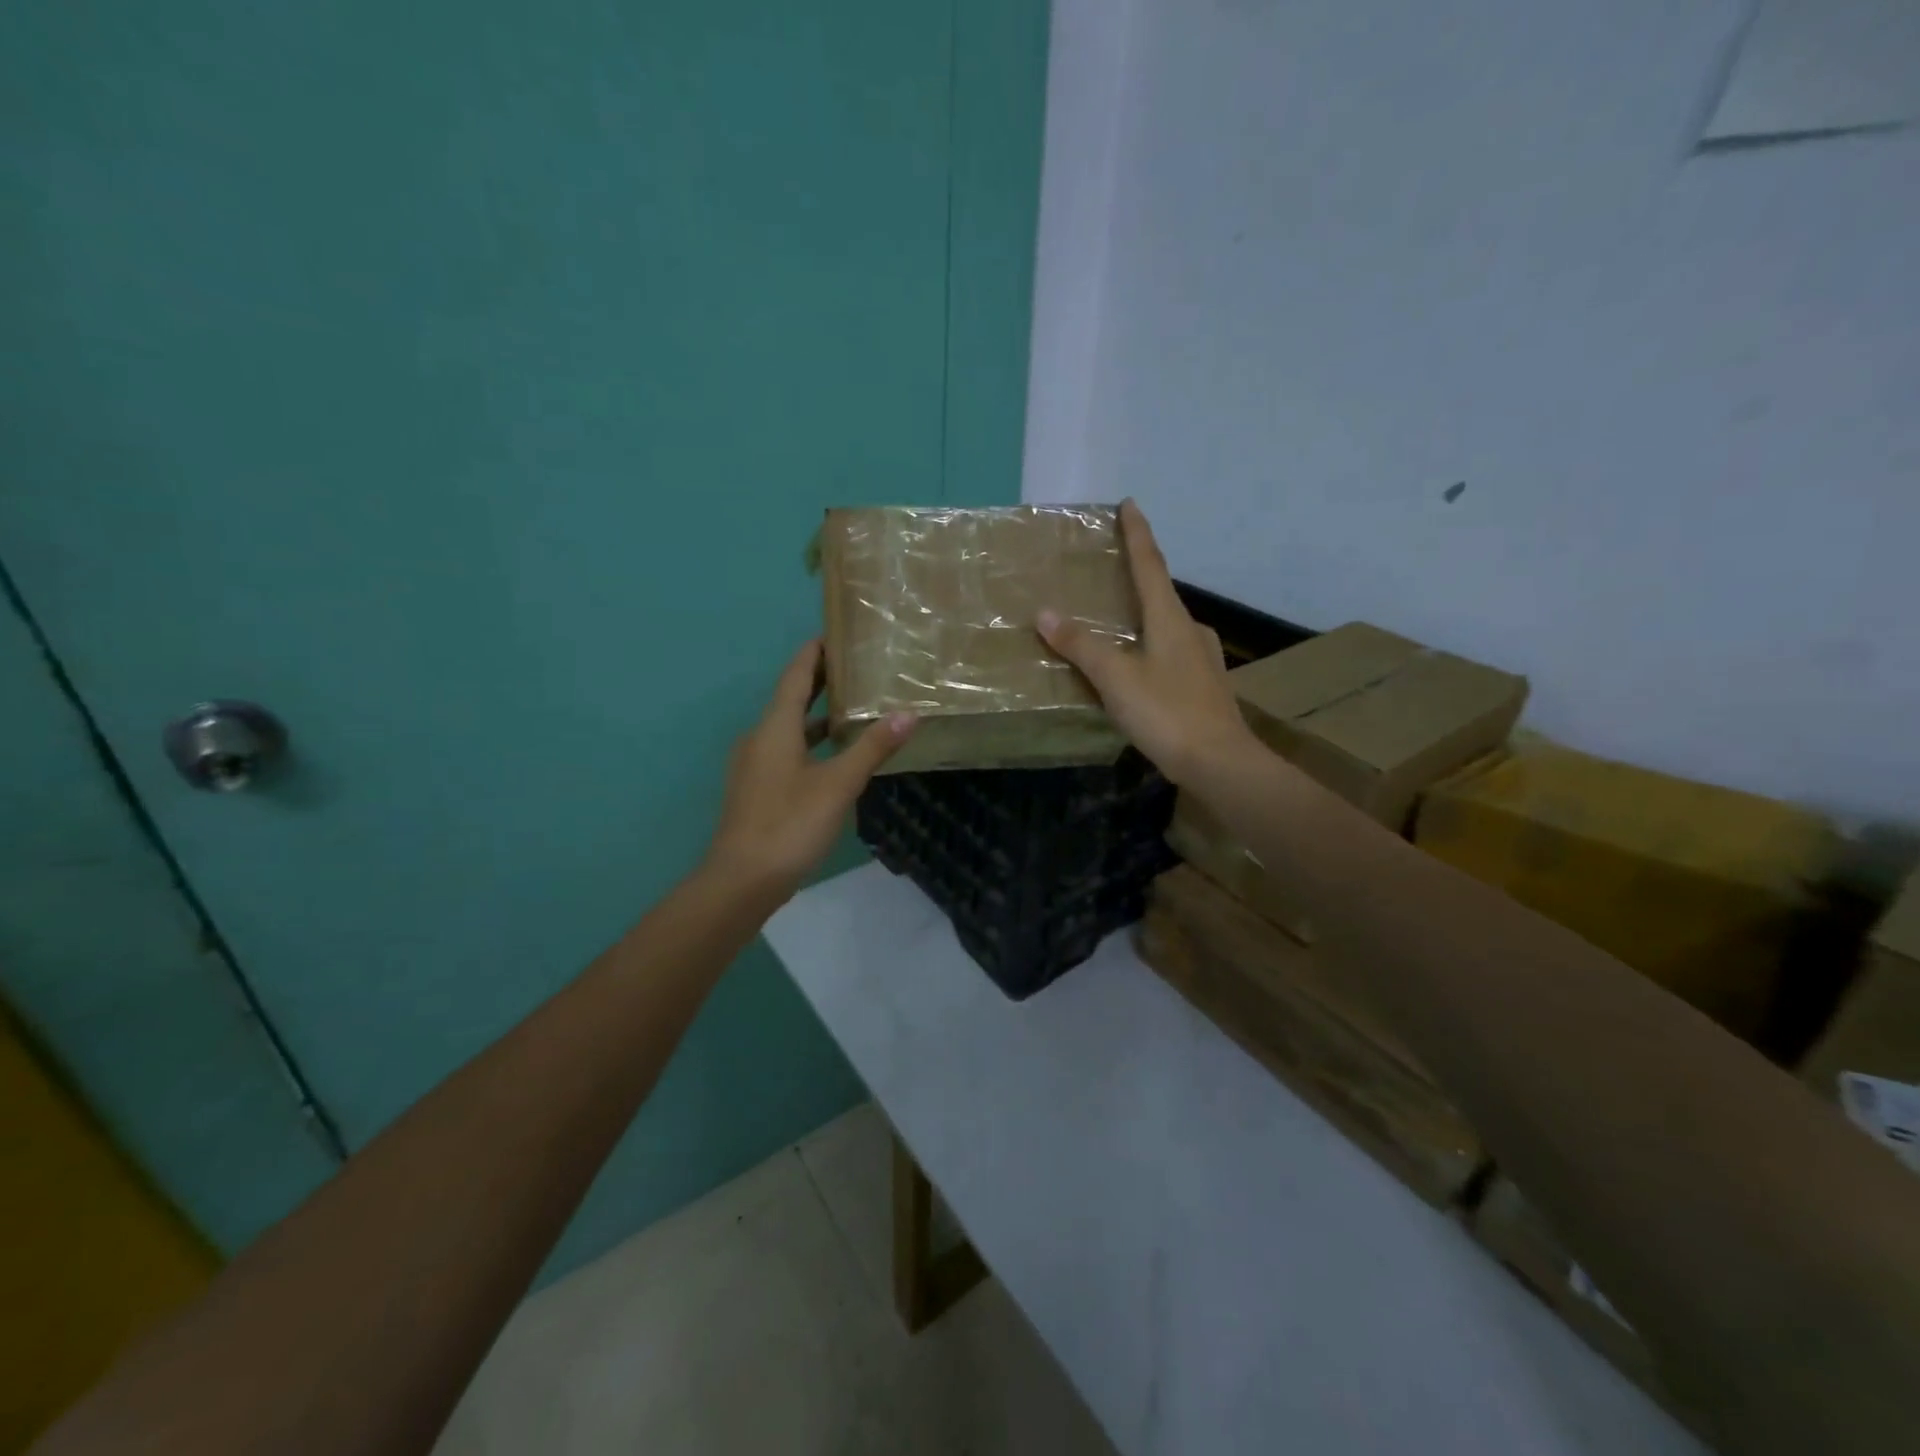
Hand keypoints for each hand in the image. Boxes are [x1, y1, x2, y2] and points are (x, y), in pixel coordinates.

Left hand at [705, 639, 915, 895]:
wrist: (742, 880)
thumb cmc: (789, 824)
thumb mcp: (838, 784)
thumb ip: (872, 748)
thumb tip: (909, 713)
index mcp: (774, 728)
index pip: (795, 676)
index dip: (813, 653)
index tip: (835, 633)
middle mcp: (760, 738)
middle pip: (790, 699)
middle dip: (818, 681)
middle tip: (853, 665)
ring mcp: (756, 766)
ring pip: (789, 728)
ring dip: (816, 715)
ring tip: (851, 706)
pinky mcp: (758, 790)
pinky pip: (787, 751)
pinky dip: (810, 743)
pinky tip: (834, 756)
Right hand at [1038, 500, 1258, 786]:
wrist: (1219, 763)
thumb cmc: (1167, 713)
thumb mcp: (1116, 678)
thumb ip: (1081, 646)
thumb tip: (1045, 613)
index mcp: (1170, 619)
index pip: (1150, 565)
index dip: (1138, 534)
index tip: (1130, 504)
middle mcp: (1190, 631)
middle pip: (1161, 594)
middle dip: (1138, 577)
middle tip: (1112, 570)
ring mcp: (1202, 660)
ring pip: (1168, 627)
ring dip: (1145, 617)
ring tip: (1119, 622)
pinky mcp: (1204, 687)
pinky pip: (1171, 654)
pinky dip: (1151, 648)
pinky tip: (1141, 666)